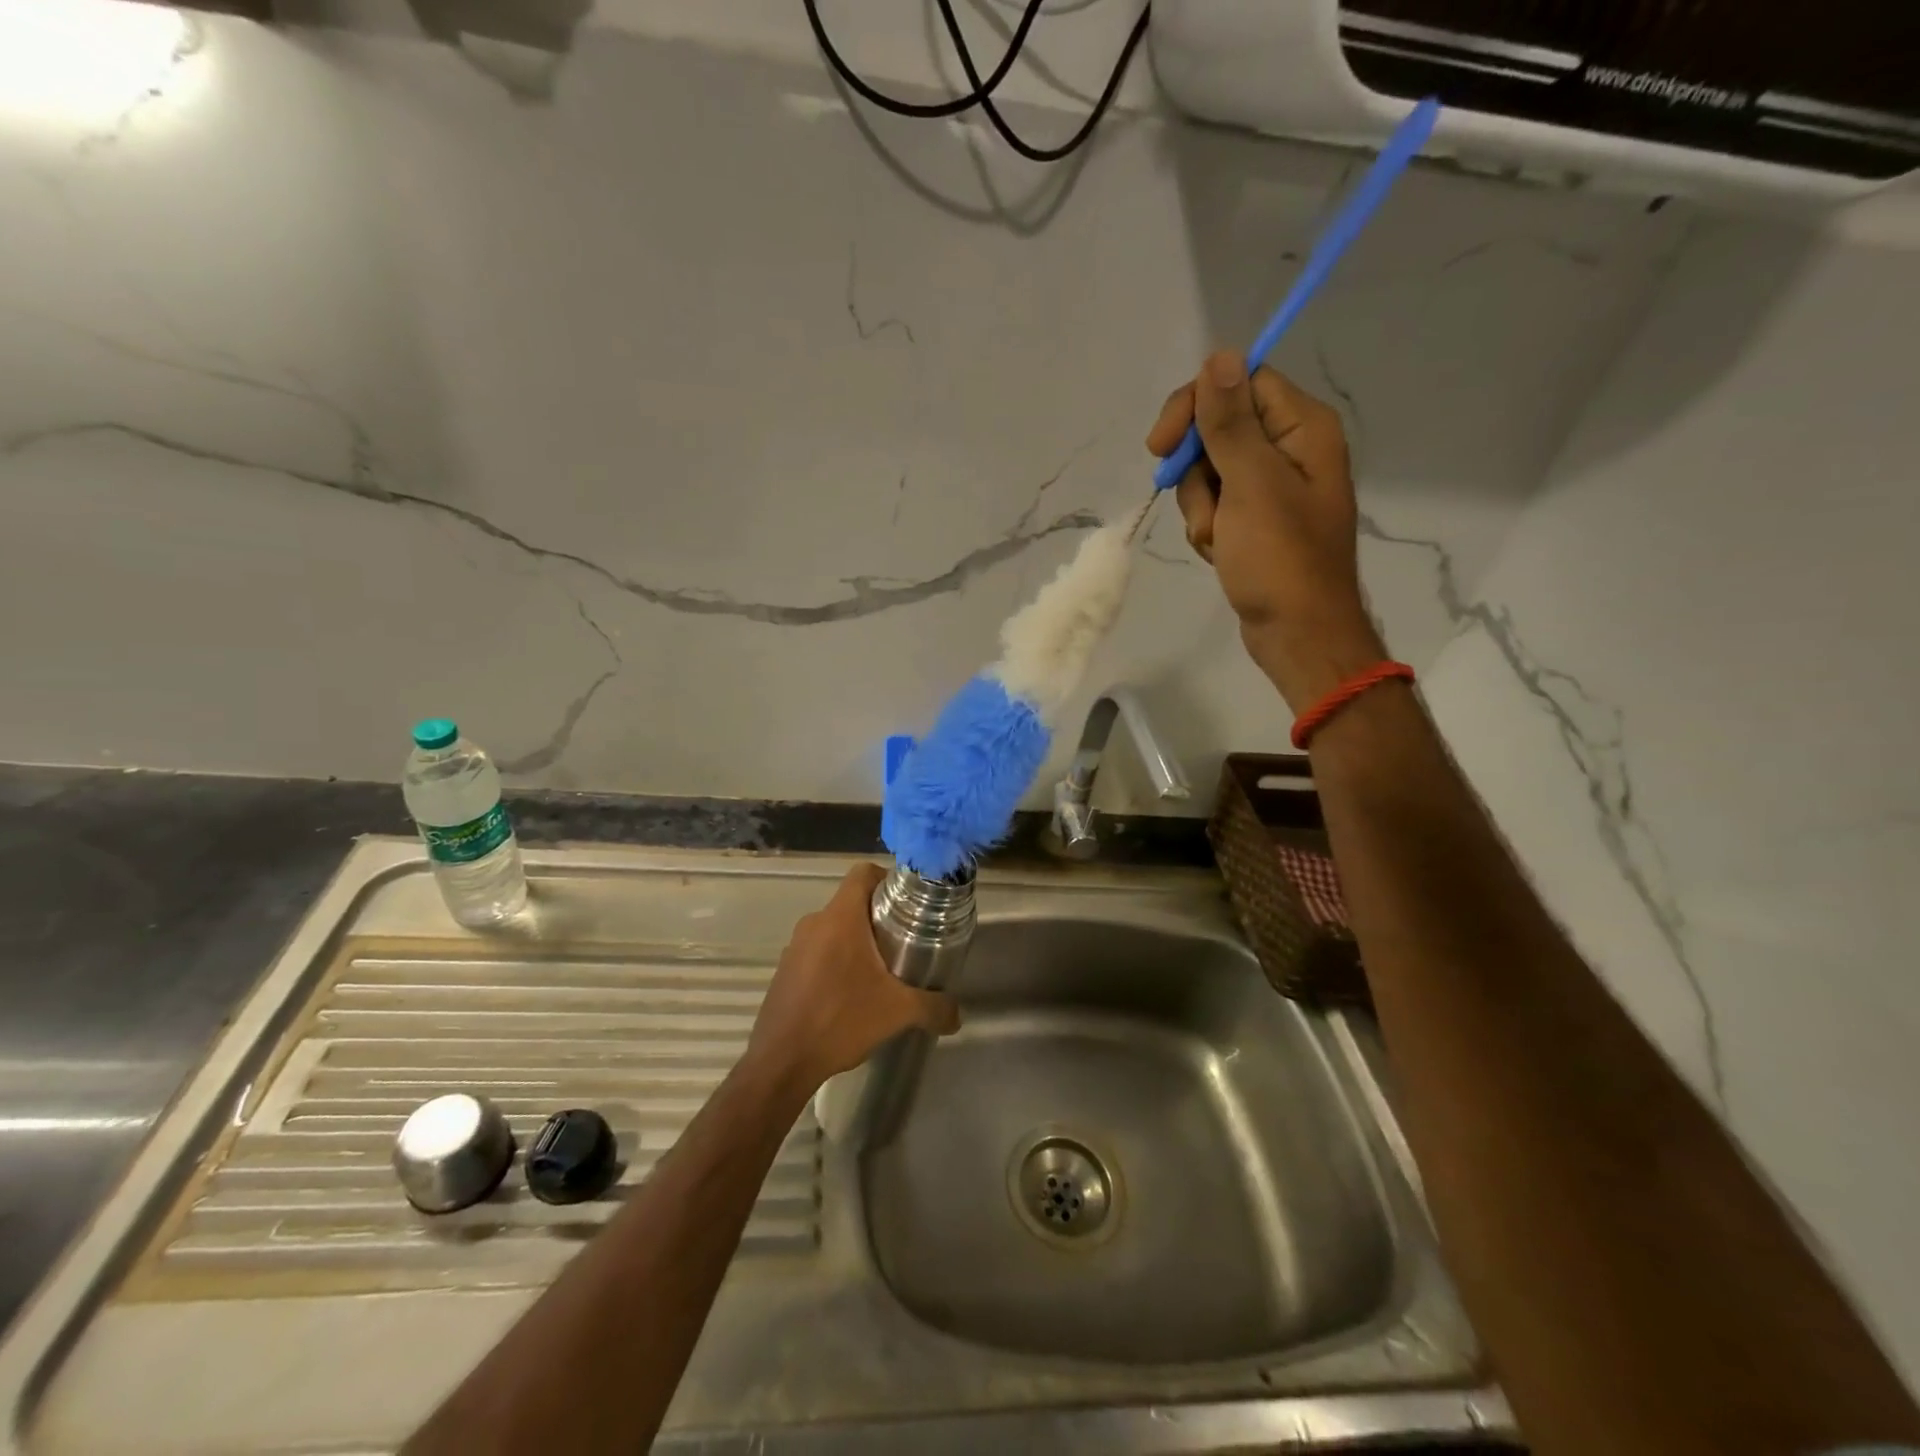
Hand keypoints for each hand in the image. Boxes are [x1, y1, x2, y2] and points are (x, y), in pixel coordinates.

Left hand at [746, 863, 960, 1097]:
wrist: (781, 1062)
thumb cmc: (839, 1021)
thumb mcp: (897, 1012)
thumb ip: (934, 1007)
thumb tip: (957, 1014)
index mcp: (840, 918)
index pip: (863, 873)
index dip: (888, 879)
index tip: (908, 903)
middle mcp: (814, 923)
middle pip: (852, 902)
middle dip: (879, 917)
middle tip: (905, 942)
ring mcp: (795, 946)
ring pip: (834, 928)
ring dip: (857, 941)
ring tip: (881, 971)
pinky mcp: (785, 970)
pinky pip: (817, 951)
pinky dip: (836, 961)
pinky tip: (850, 994)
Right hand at [1148, 352, 1387, 709]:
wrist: (1296, 633)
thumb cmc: (1280, 558)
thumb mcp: (1251, 484)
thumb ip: (1230, 421)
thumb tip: (1219, 356)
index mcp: (1302, 428)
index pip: (1241, 384)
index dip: (1197, 408)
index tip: (1162, 445)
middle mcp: (1290, 449)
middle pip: (1219, 430)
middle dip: (1198, 473)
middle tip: (1204, 509)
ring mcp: (1271, 488)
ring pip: (1209, 473)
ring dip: (1201, 508)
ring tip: (1219, 541)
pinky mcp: (1254, 521)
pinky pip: (1214, 506)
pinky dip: (1208, 528)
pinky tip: (1221, 553)